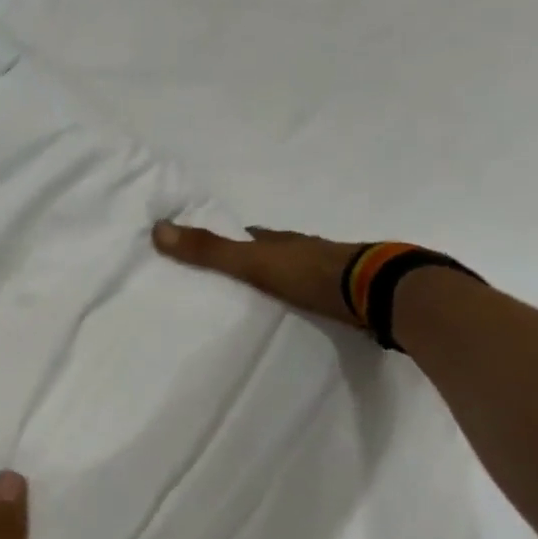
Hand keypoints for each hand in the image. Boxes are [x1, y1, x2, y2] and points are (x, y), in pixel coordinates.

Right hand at [152, 220, 365, 327]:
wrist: (380, 294)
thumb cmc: (309, 274)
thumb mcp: (251, 262)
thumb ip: (209, 251)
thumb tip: (157, 228)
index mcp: (282, 241)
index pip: (252, 236)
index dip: (234, 238)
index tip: (216, 246)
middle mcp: (307, 250)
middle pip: (277, 251)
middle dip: (260, 258)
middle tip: (238, 273)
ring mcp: (334, 272)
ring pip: (301, 271)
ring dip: (286, 278)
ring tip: (266, 295)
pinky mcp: (354, 295)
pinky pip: (322, 293)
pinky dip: (309, 297)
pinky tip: (303, 310)